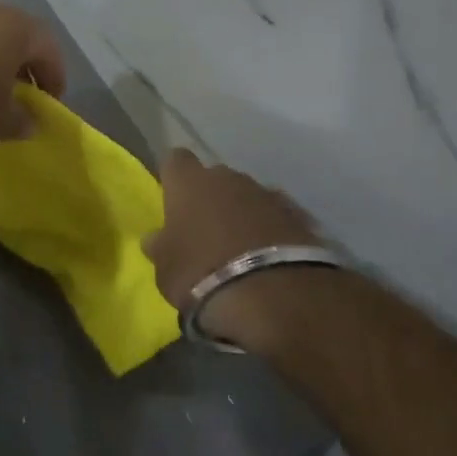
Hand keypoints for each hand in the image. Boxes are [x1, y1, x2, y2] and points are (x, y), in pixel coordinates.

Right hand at [144, 150, 324, 347]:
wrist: (273, 295)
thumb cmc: (201, 273)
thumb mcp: (165, 268)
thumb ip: (161, 246)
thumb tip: (156, 238)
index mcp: (189, 182)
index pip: (175, 160)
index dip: (173, 177)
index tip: (172, 198)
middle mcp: (229, 178)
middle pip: (215, 178)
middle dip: (210, 198)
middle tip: (205, 230)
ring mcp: (268, 194)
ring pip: (248, 197)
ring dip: (243, 214)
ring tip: (240, 249)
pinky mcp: (300, 217)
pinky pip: (276, 217)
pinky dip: (271, 231)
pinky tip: (268, 257)